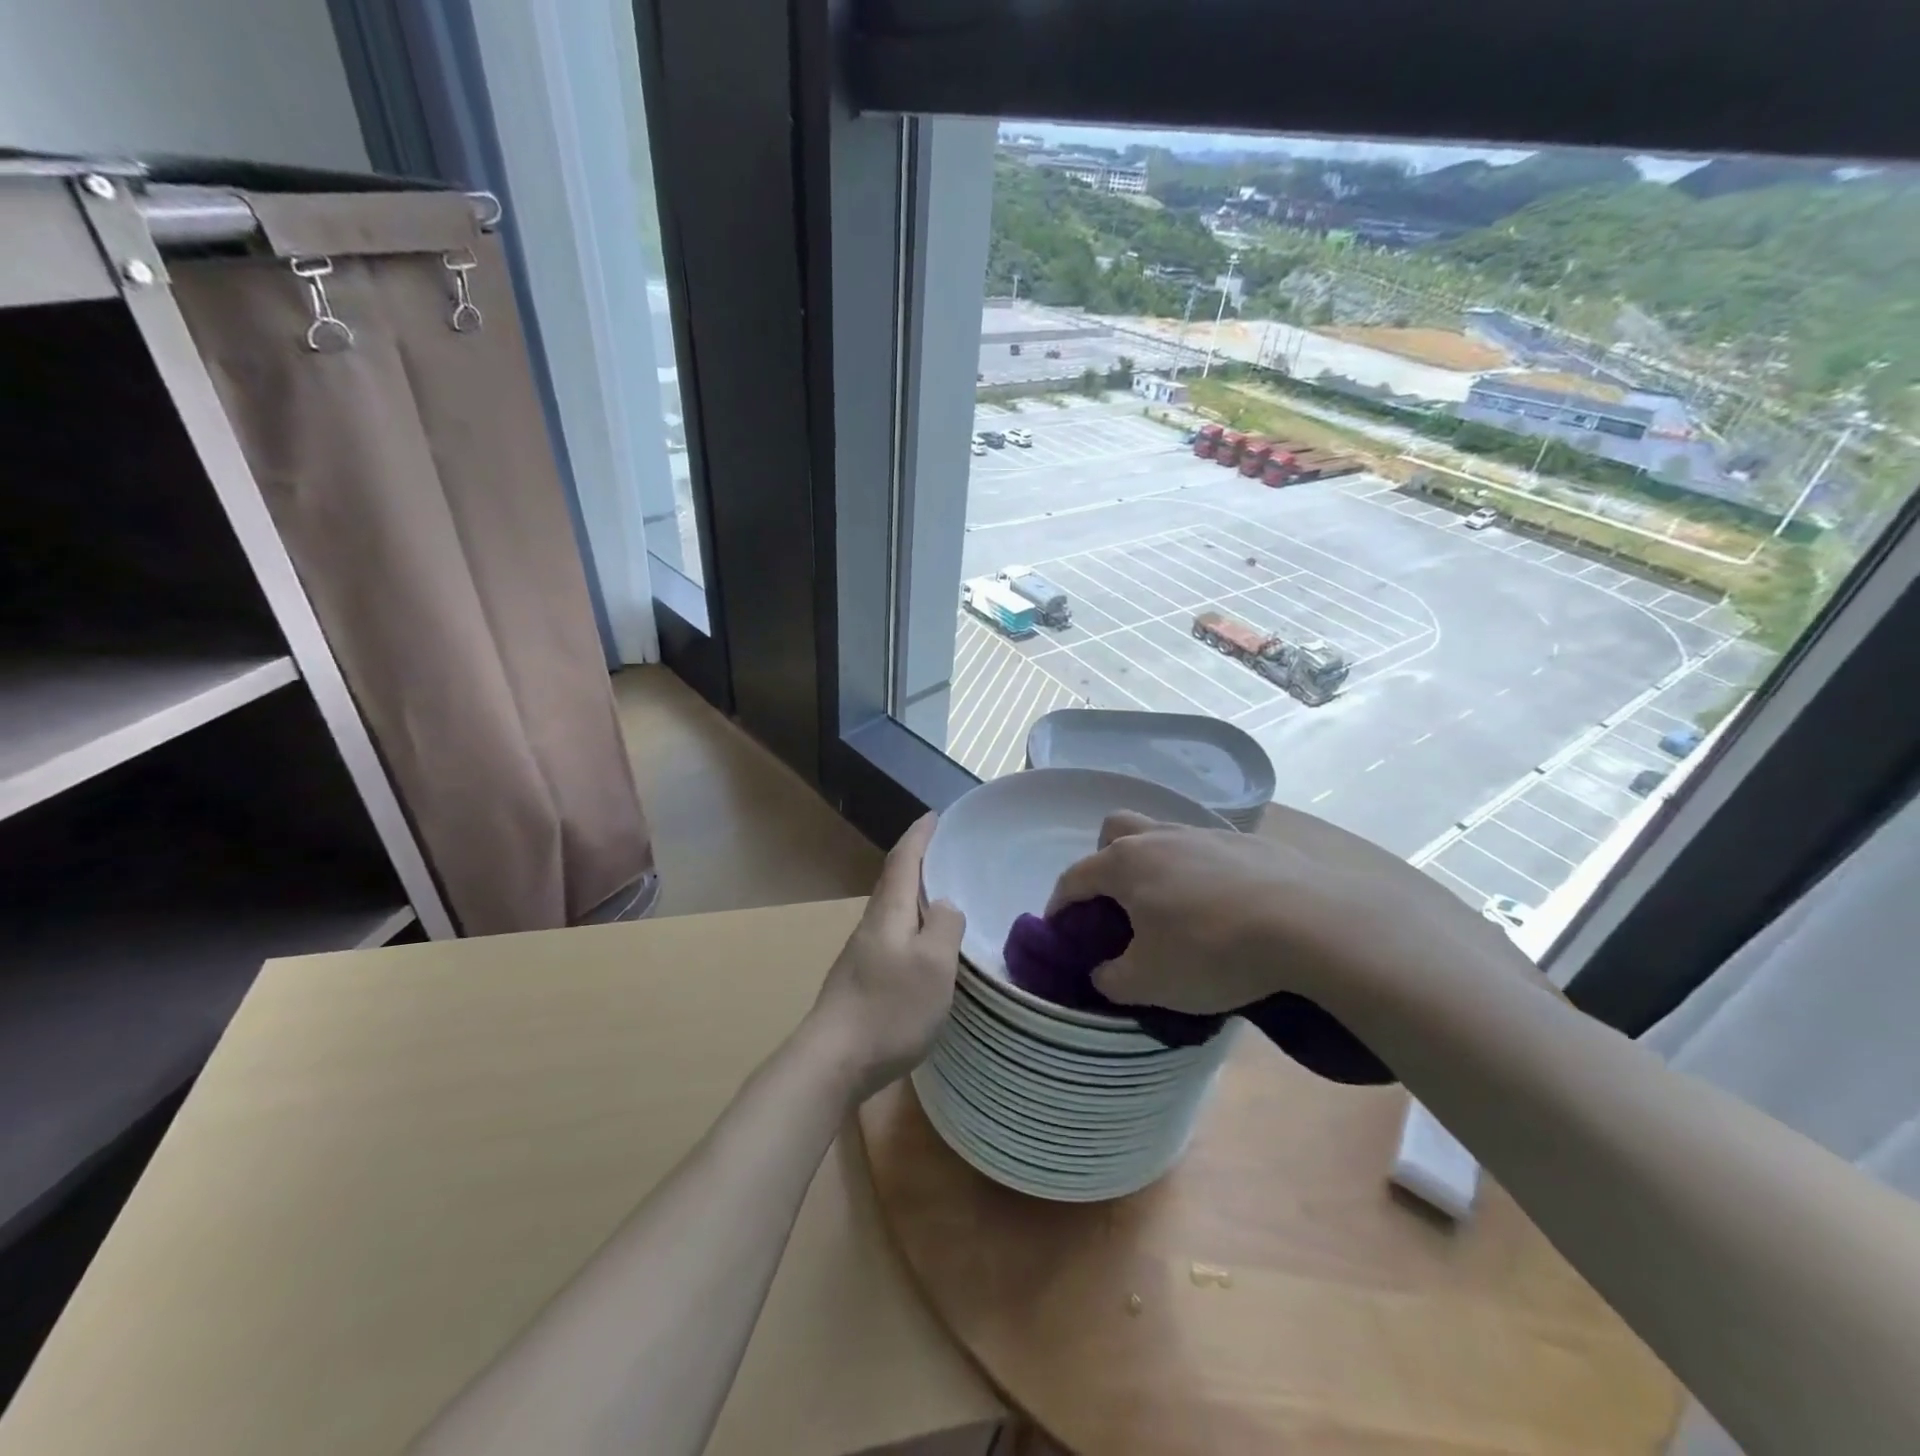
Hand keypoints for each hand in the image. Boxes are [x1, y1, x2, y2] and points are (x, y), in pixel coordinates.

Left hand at [807, 814, 964, 1101]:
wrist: (833, 1061)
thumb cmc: (889, 1008)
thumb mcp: (934, 965)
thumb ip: (945, 927)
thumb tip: (945, 905)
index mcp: (889, 913)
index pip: (903, 860)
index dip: (919, 836)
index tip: (934, 816)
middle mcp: (872, 925)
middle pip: (893, 882)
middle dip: (916, 861)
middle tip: (944, 852)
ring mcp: (862, 954)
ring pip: (891, 911)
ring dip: (913, 895)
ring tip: (940, 896)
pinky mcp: (860, 980)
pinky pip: (891, 937)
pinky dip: (910, 926)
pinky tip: (922, 947)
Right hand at [1046, 805, 1512, 1015]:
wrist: (1309, 924)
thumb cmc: (1211, 950)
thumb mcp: (1150, 982)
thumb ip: (1112, 979)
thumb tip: (1103, 972)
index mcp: (1125, 863)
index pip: (1074, 877)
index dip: (1060, 904)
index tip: (1061, 930)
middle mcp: (1160, 837)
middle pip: (1115, 830)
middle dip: (1104, 861)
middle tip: (1118, 903)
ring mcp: (1207, 834)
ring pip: (1163, 835)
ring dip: (1155, 864)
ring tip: (1173, 906)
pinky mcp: (1249, 843)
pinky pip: (1208, 850)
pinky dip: (1201, 872)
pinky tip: (1222, 906)